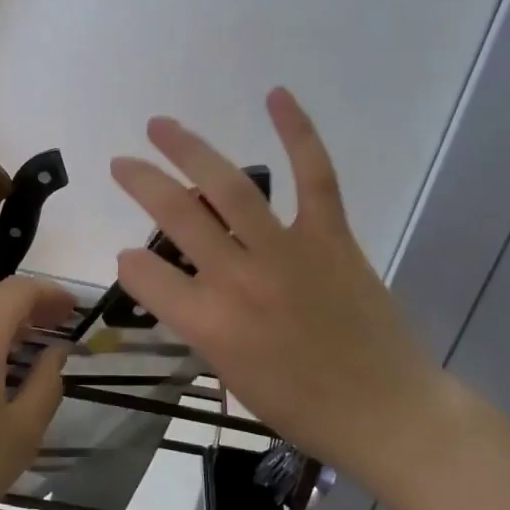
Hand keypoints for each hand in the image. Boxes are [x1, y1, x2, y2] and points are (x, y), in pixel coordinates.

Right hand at [108, 88, 449, 483]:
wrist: (387, 413)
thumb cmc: (302, 407)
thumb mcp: (229, 374)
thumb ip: (196, 322)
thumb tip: (176, 281)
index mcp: (210, 324)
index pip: (145, 274)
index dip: (131, 264)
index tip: (132, 258)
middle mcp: (239, 280)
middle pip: (176, 216)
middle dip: (141, 182)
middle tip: (122, 163)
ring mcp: (288, 252)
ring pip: (231, 187)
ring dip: (189, 149)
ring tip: (161, 126)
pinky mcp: (331, 237)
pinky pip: (315, 177)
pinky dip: (298, 132)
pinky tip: (275, 96)